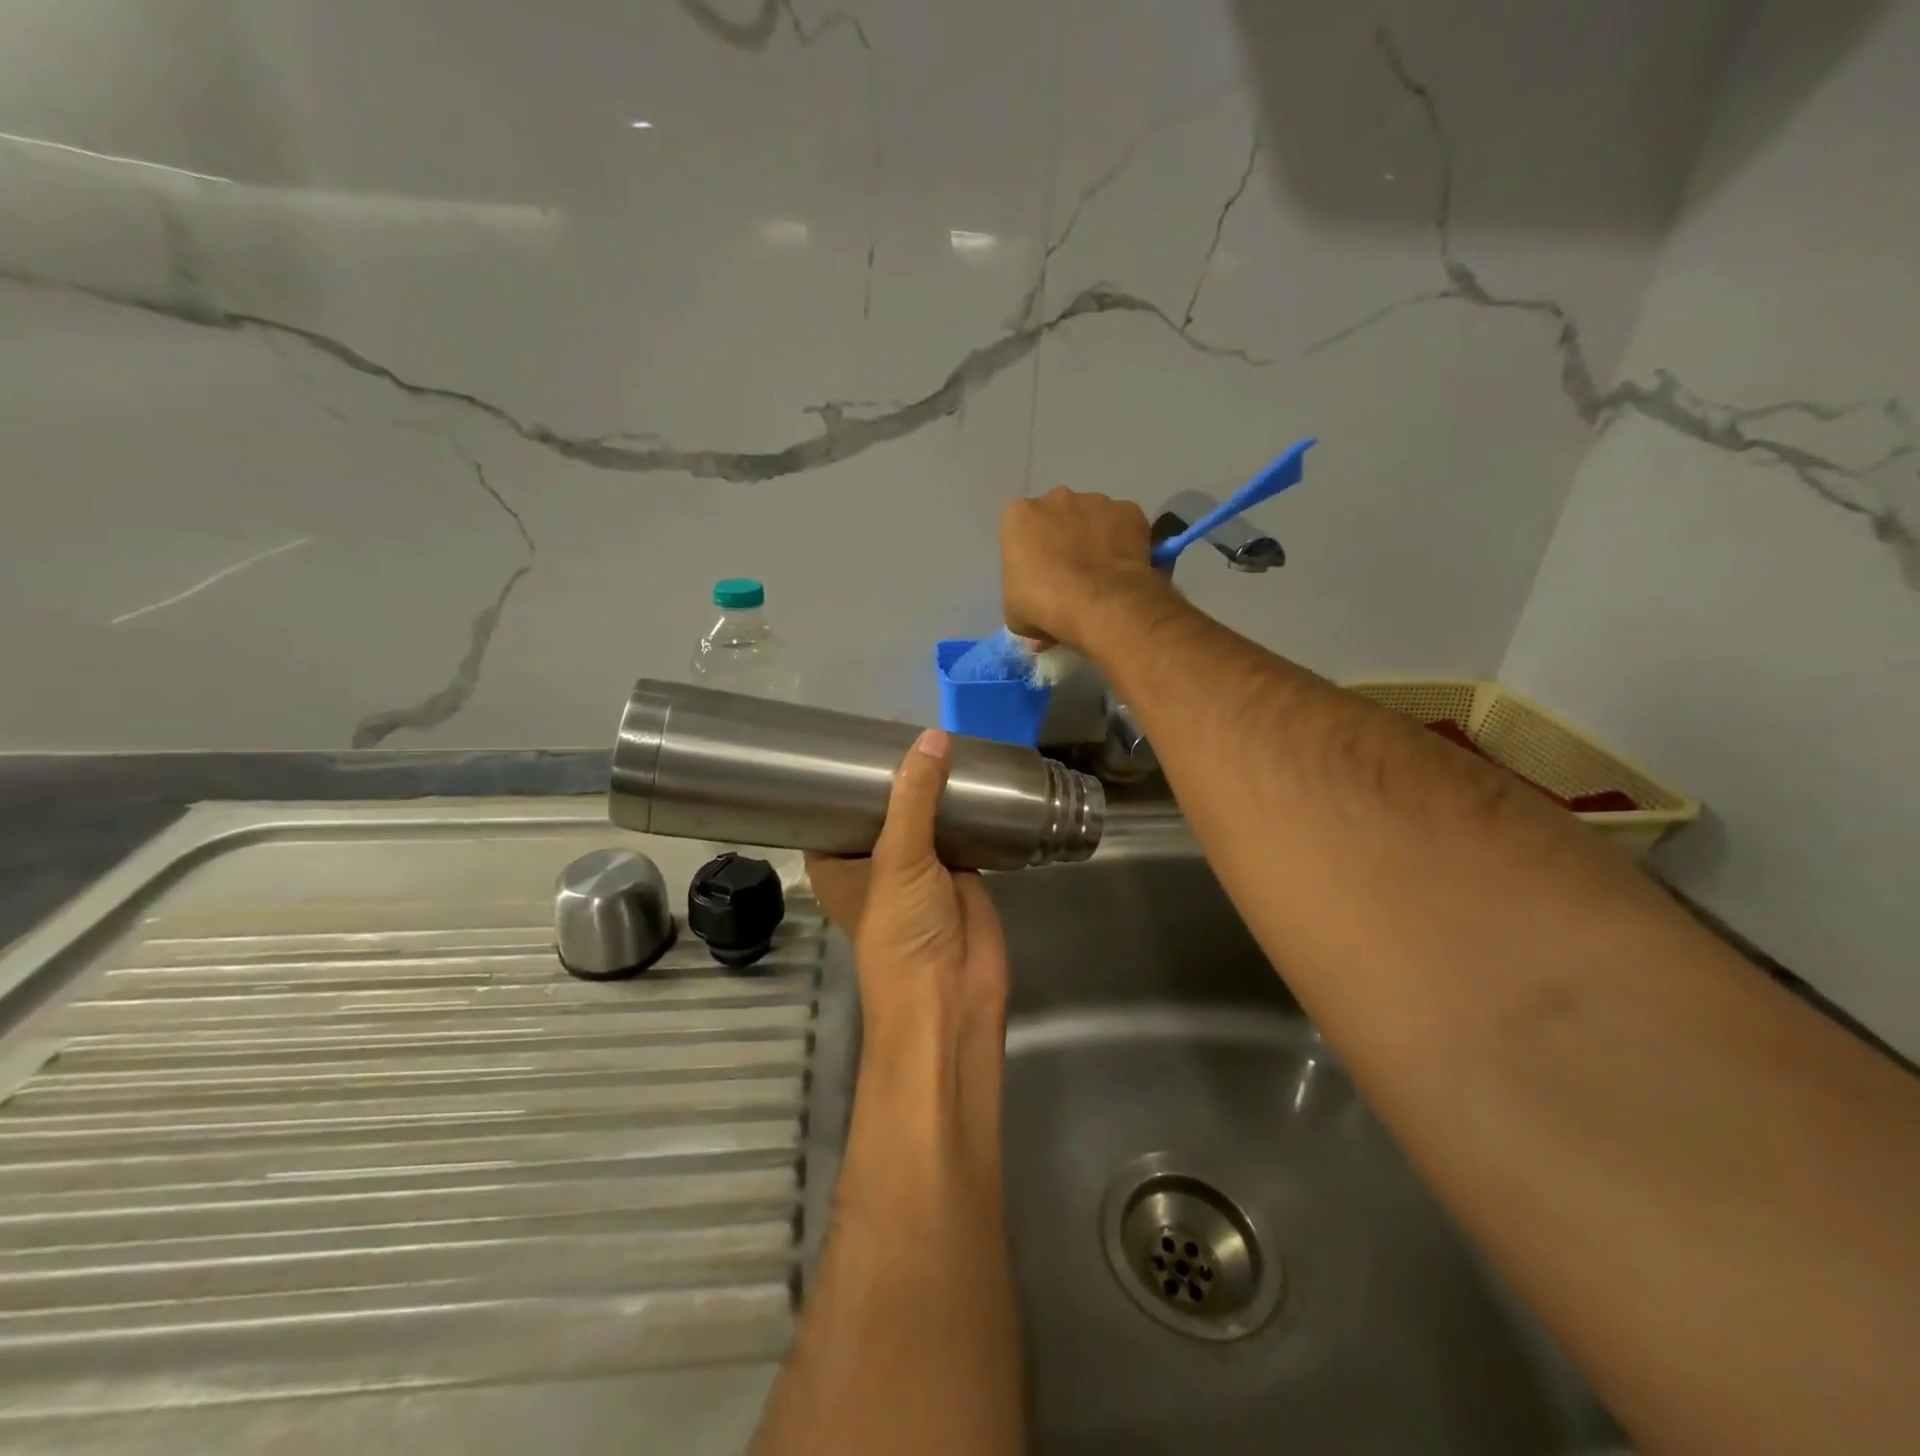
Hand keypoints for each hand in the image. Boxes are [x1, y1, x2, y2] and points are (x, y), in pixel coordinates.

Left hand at [806, 729, 1008, 1077]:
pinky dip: (966, 807)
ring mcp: (918, 867)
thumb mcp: (900, 859)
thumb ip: (915, 797)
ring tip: (944, 738)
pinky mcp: (958, 872)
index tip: (858, 731)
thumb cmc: (902, 932)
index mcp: (838, 860)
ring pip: (923, 815)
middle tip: (911, 723)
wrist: (952, 996)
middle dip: (896, 772)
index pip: (831, 805)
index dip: (841, 772)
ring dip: (933, 786)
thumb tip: (932, 736)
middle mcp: (874, 860)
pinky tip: (977, 774)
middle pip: (883, 805)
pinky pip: (959, 829)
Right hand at [1000, 486, 1166, 650]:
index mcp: (1019, 516)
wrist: (1100, 605)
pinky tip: (1122, 569)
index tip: (1039, 578)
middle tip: (1070, 575)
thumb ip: (1021, 601)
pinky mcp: (1130, 511)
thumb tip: (1037, 621)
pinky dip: (1124, 542)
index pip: (1020, 531)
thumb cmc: (1044, 606)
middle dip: (1062, 539)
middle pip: (1057, 516)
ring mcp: (1096, 501)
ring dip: (1094, 538)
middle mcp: (1056, 498)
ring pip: (1092, 518)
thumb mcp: (1014, 613)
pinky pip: (1124, 526)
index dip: (1030, 556)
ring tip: (1101, 574)